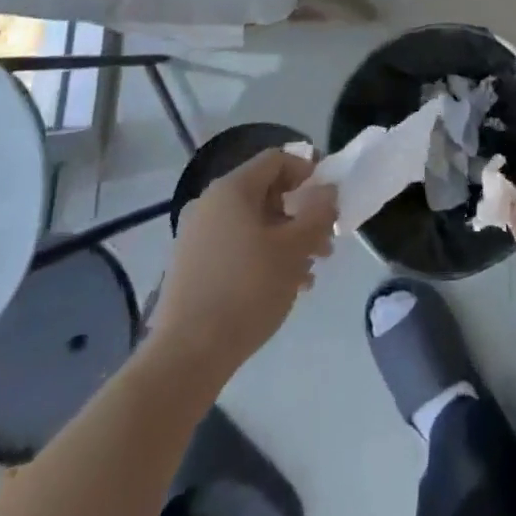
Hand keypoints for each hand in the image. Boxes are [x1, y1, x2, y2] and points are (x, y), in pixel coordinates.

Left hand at [149, 149, 336, 387]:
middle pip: (265, 192)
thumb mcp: (295, 248)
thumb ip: (318, 212)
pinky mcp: (191, 266)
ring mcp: (196, 236)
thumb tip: (328, 190)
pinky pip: (235, 245)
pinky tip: (283, 286)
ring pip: (252, 223)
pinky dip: (262, 255)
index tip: (328, 199)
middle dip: (301, 214)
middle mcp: (210, 204)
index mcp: (232, 189)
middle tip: (325, 242)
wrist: (187, 355)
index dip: (308, 171)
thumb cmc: (247, 289)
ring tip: (310, 271)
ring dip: (285, 239)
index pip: (277, 160)